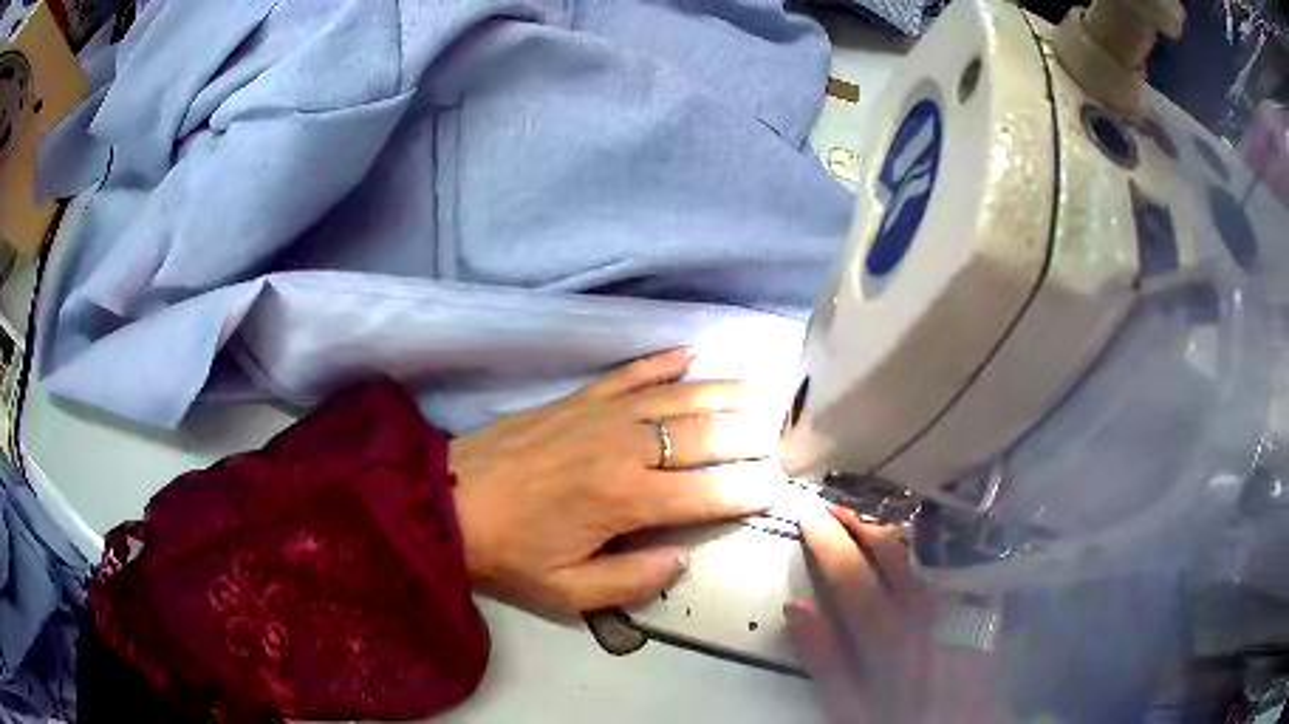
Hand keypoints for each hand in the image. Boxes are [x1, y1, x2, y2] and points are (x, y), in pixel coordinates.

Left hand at [449, 349, 781, 615]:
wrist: (446, 501)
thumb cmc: (508, 553)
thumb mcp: (567, 593)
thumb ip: (632, 584)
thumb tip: (681, 559)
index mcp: (625, 501)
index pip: (709, 492)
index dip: (749, 491)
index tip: (778, 488)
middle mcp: (624, 449)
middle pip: (706, 435)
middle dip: (751, 437)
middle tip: (784, 437)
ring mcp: (601, 414)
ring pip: (678, 396)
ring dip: (724, 392)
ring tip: (761, 391)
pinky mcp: (578, 397)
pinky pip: (630, 372)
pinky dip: (662, 362)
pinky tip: (688, 353)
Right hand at [787, 505, 1005, 723]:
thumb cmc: (902, 723)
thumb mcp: (851, 712)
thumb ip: (826, 664)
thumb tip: (796, 609)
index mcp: (889, 639)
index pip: (852, 577)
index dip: (828, 541)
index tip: (809, 514)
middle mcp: (927, 612)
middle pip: (893, 552)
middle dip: (862, 520)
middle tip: (838, 500)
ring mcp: (957, 606)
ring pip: (925, 552)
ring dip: (895, 525)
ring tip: (872, 508)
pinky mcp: (979, 608)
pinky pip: (955, 563)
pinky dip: (933, 543)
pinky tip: (924, 534)